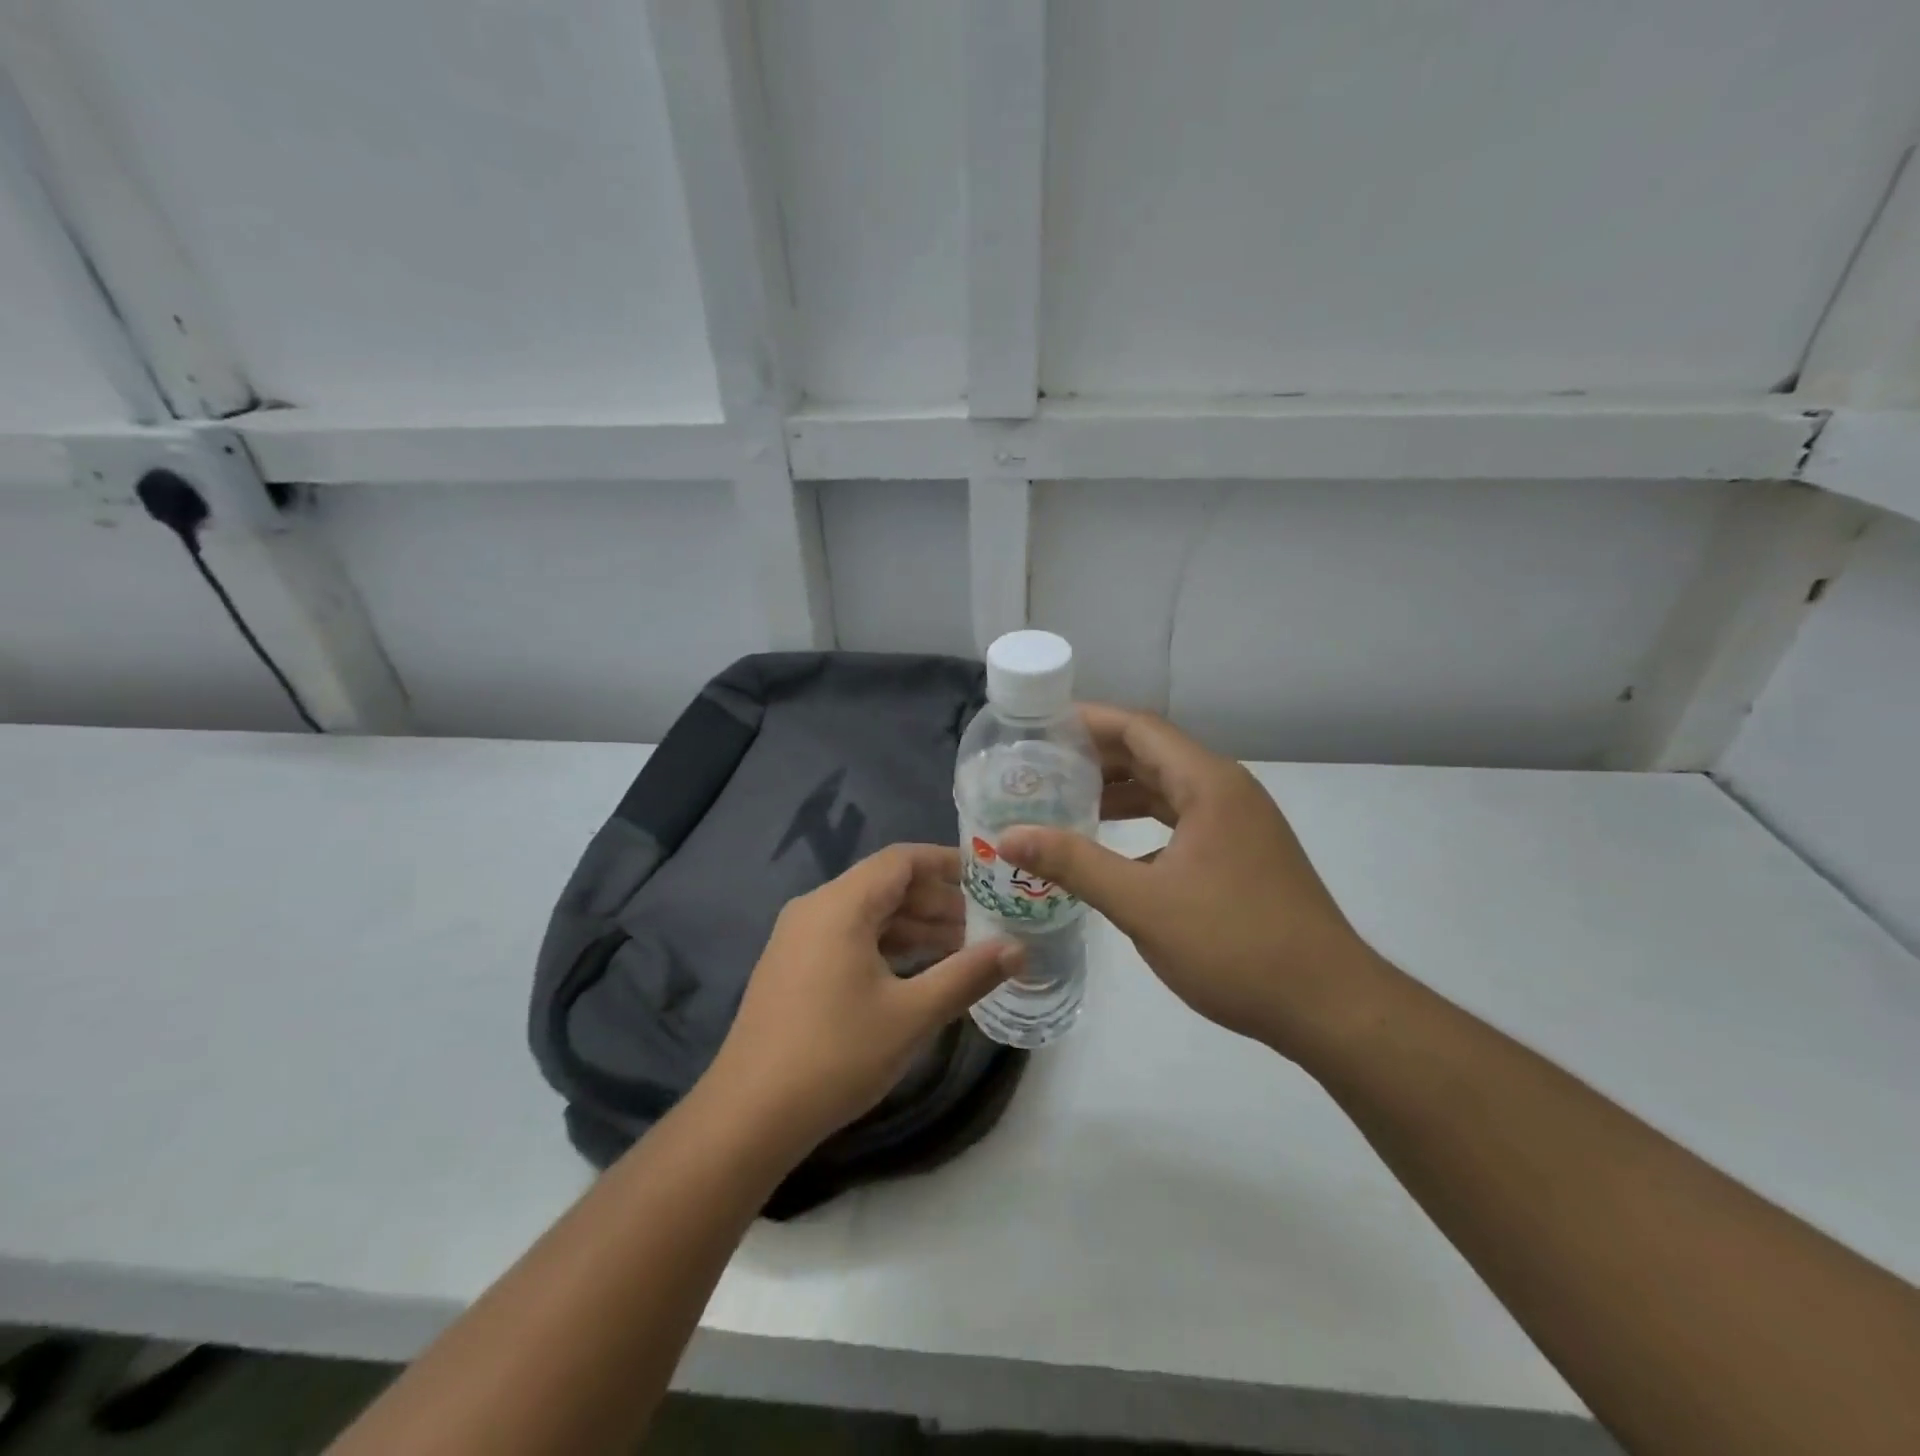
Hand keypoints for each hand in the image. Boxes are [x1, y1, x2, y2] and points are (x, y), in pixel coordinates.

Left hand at [705, 844, 1021, 1155]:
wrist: (749, 1116)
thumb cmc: (835, 1055)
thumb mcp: (911, 1015)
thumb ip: (967, 975)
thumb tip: (1018, 949)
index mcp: (840, 905)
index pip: (901, 860)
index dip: (947, 863)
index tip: (989, 878)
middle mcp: (816, 909)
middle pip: (886, 886)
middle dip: (938, 901)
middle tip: (987, 923)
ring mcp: (799, 939)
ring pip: (869, 915)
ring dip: (915, 927)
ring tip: (965, 950)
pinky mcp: (795, 968)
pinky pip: (850, 939)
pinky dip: (888, 947)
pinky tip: (920, 973)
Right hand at [999, 705, 1383, 1059]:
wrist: (1328, 1006)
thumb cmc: (1234, 945)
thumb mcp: (1143, 903)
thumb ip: (1074, 864)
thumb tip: (1009, 837)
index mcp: (1208, 784)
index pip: (1138, 728)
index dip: (1087, 721)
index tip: (1038, 728)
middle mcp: (1226, 791)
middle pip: (1152, 753)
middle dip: (1096, 757)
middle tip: (1040, 768)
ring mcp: (1239, 823)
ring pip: (1168, 789)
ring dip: (1120, 792)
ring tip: (1065, 802)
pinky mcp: (1243, 854)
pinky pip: (1182, 820)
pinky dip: (1144, 823)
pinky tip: (1112, 850)